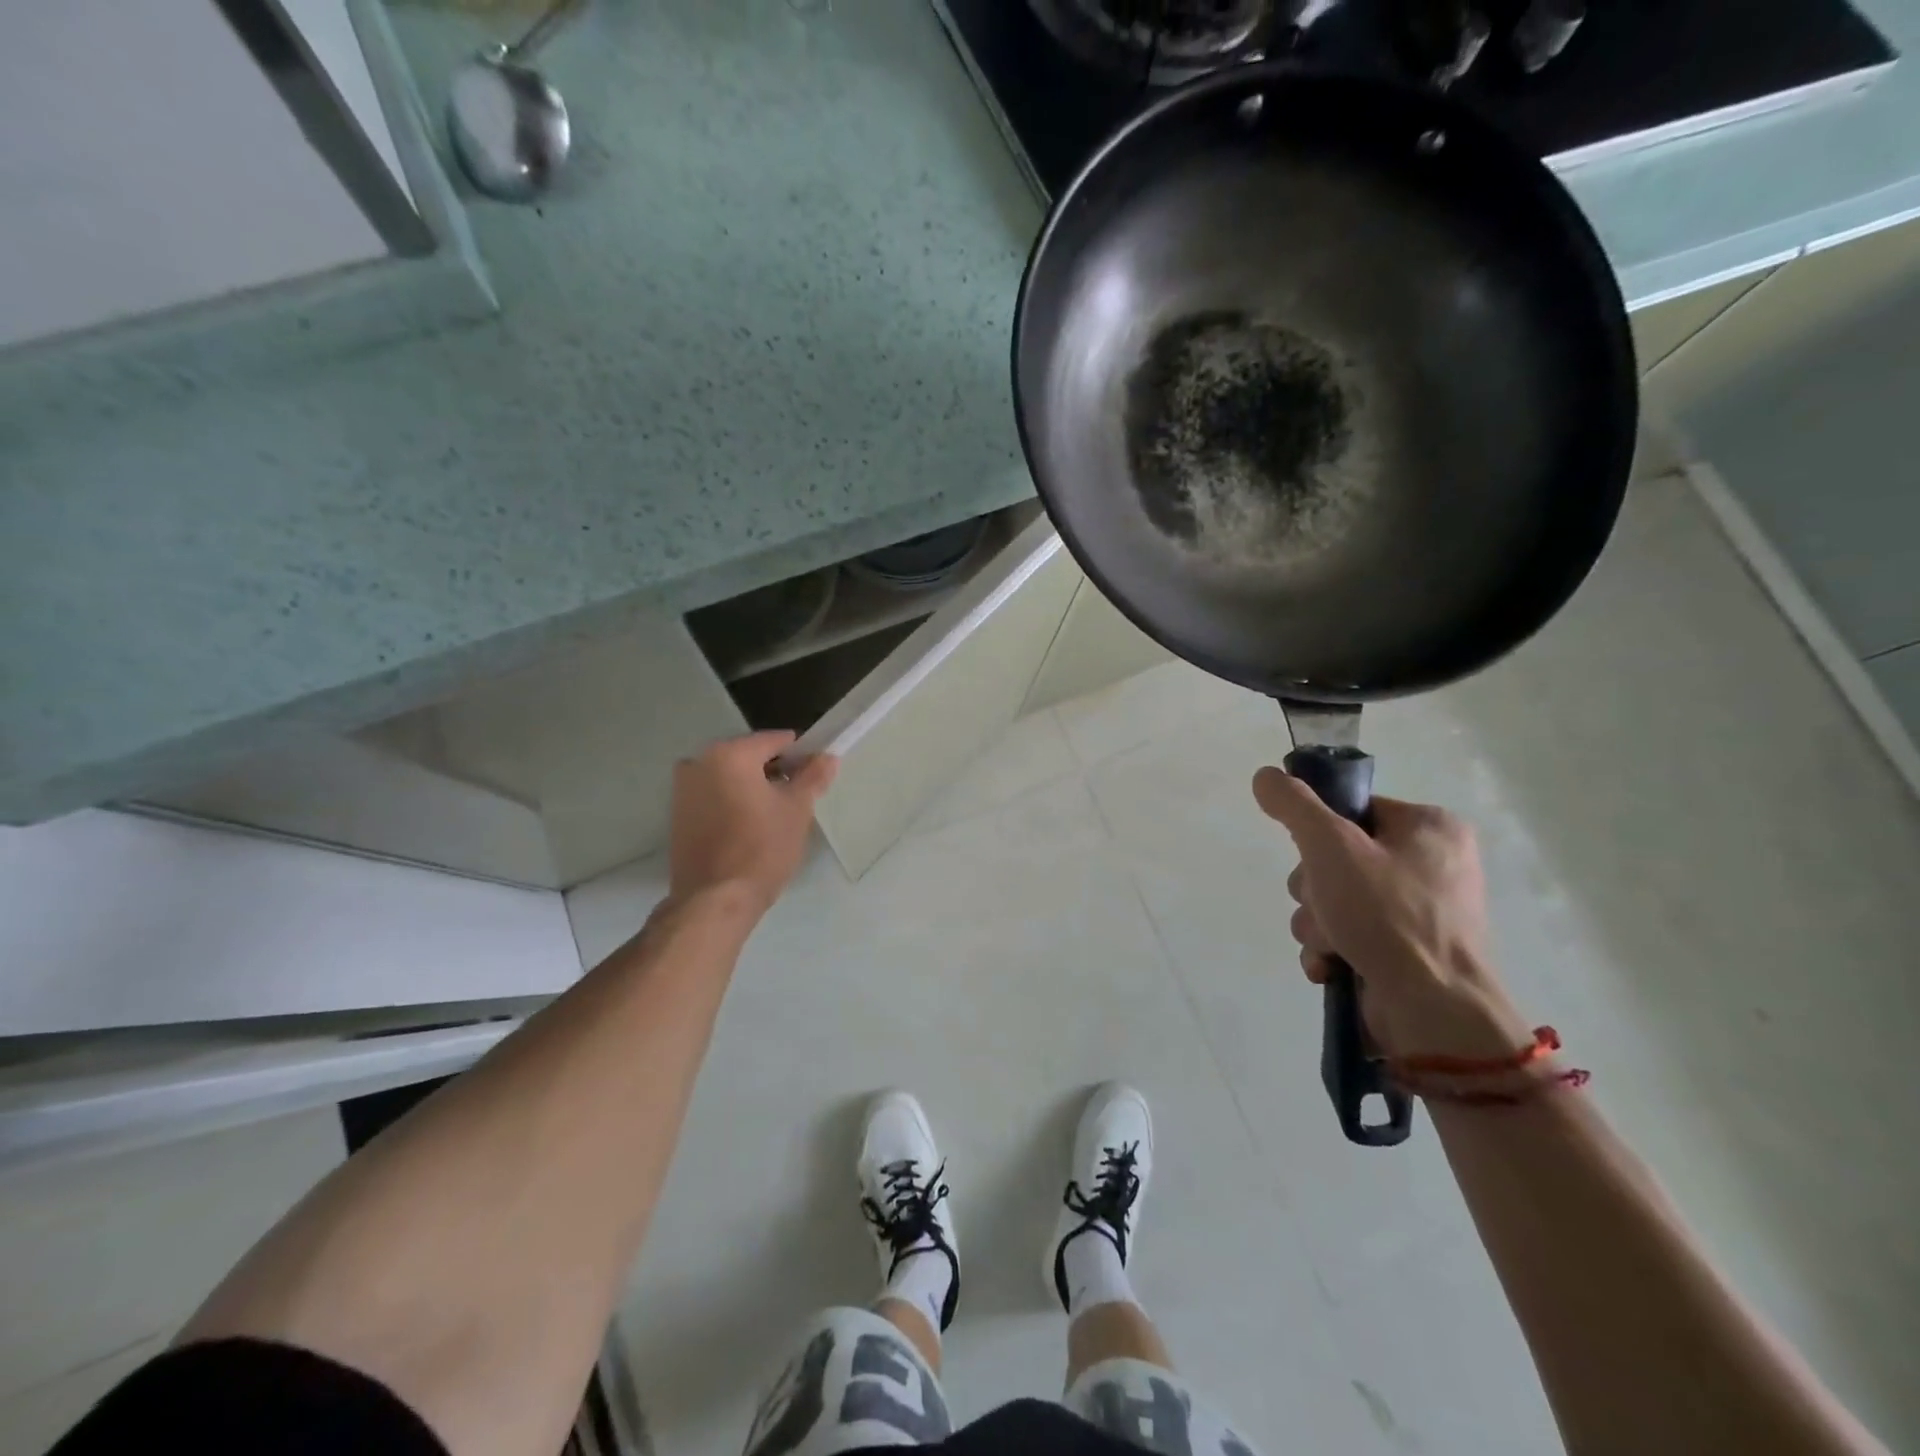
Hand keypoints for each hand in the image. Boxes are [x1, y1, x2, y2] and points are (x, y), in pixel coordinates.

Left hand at [668, 732, 837, 915]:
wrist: (715, 900)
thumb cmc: (761, 848)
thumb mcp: (797, 810)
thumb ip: (813, 777)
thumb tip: (828, 757)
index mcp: (729, 754)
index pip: (774, 741)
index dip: (800, 755)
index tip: (815, 775)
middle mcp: (699, 762)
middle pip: (749, 757)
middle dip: (774, 772)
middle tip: (798, 797)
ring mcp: (682, 789)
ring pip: (729, 778)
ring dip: (752, 788)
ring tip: (775, 816)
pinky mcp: (677, 815)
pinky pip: (714, 797)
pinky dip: (733, 803)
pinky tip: (750, 828)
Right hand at [1251, 768, 1529, 1060]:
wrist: (1434, 1011)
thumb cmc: (1387, 915)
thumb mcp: (1331, 847)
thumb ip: (1294, 806)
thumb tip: (1265, 776)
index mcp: (1430, 828)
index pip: (1352, 810)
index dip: (1319, 835)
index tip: (1315, 860)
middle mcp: (1432, 864)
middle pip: (1337, 857)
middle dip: (1314, 889)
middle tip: (1323, 906)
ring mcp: (1422, 911)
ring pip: (1336, 898)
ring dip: (1316, 921)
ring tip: (1330, 944)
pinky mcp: (1408, 950)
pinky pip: (1351, 932)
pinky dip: (1332, 947)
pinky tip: (1330, 964)